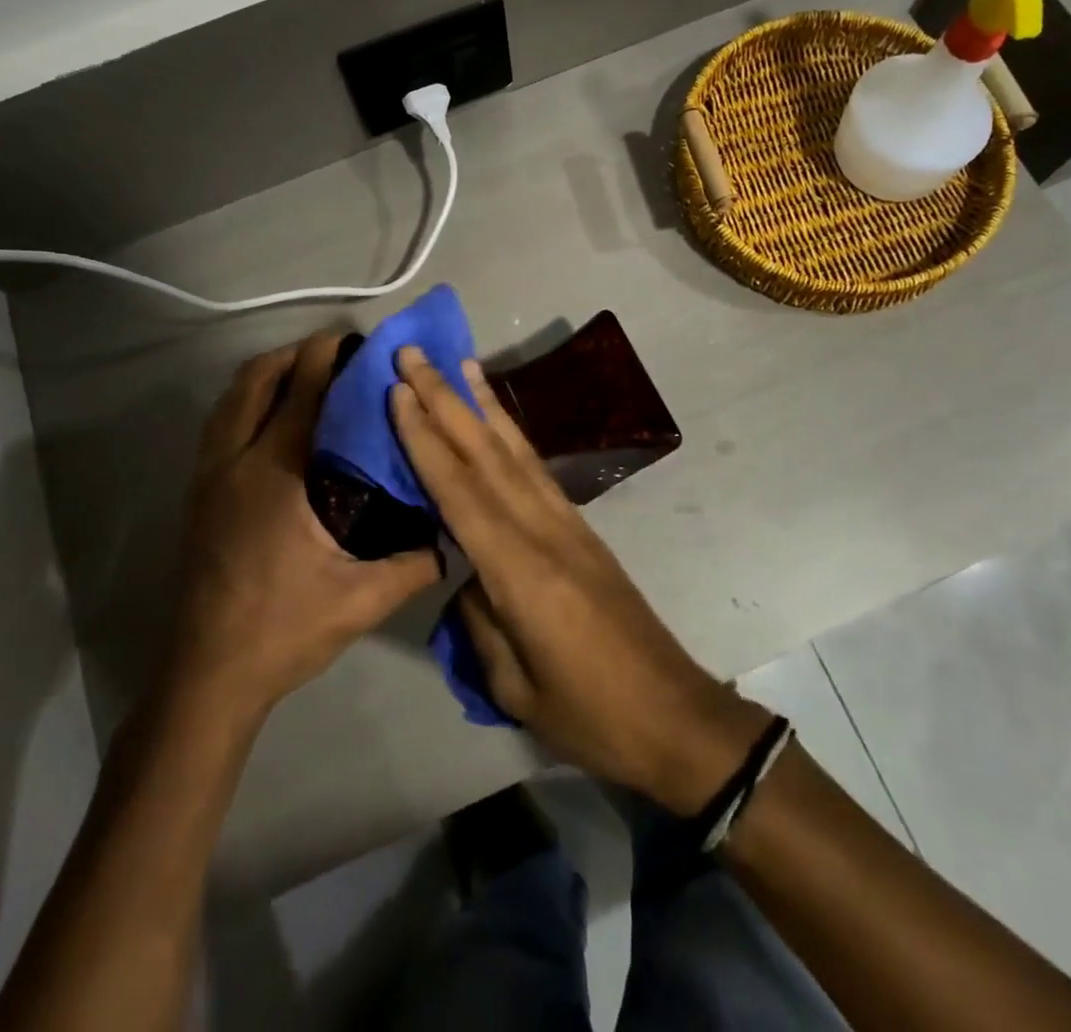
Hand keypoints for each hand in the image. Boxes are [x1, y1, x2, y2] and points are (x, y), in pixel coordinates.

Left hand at [164, 334, 442, 718]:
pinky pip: (218, 425)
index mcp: (276, 475)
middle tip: (333, 353)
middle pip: (255, 381)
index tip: (352, 339)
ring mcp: (207, 477)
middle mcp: (234, 463)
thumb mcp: (361, 601)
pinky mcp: (196, 495)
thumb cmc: (284, 629)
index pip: (302, 394)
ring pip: (228, 401)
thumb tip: (452, 539)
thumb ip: (413, 566)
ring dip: (264, 376)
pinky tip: (271, 421)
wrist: (208, 674)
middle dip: (292, 355)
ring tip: (303, 375)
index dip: (325, 358)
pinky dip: (244, 403)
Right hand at [391, 346, 769, 814]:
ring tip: (460, 364)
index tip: (397, 391)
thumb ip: (480, 618)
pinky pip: (537, 471)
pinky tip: (498, 421)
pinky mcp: (582, 530)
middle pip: (486, 454)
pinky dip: (512, 436)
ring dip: (483, 404)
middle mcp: (544, 530)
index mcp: (520, 571)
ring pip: (516, 452)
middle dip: (446, 400)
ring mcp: (569, 524)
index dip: (425, 438)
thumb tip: (465, 573)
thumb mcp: (514, 685)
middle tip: (414, 354)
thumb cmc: (589, 715)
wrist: (672, 715)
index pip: (459, 490)